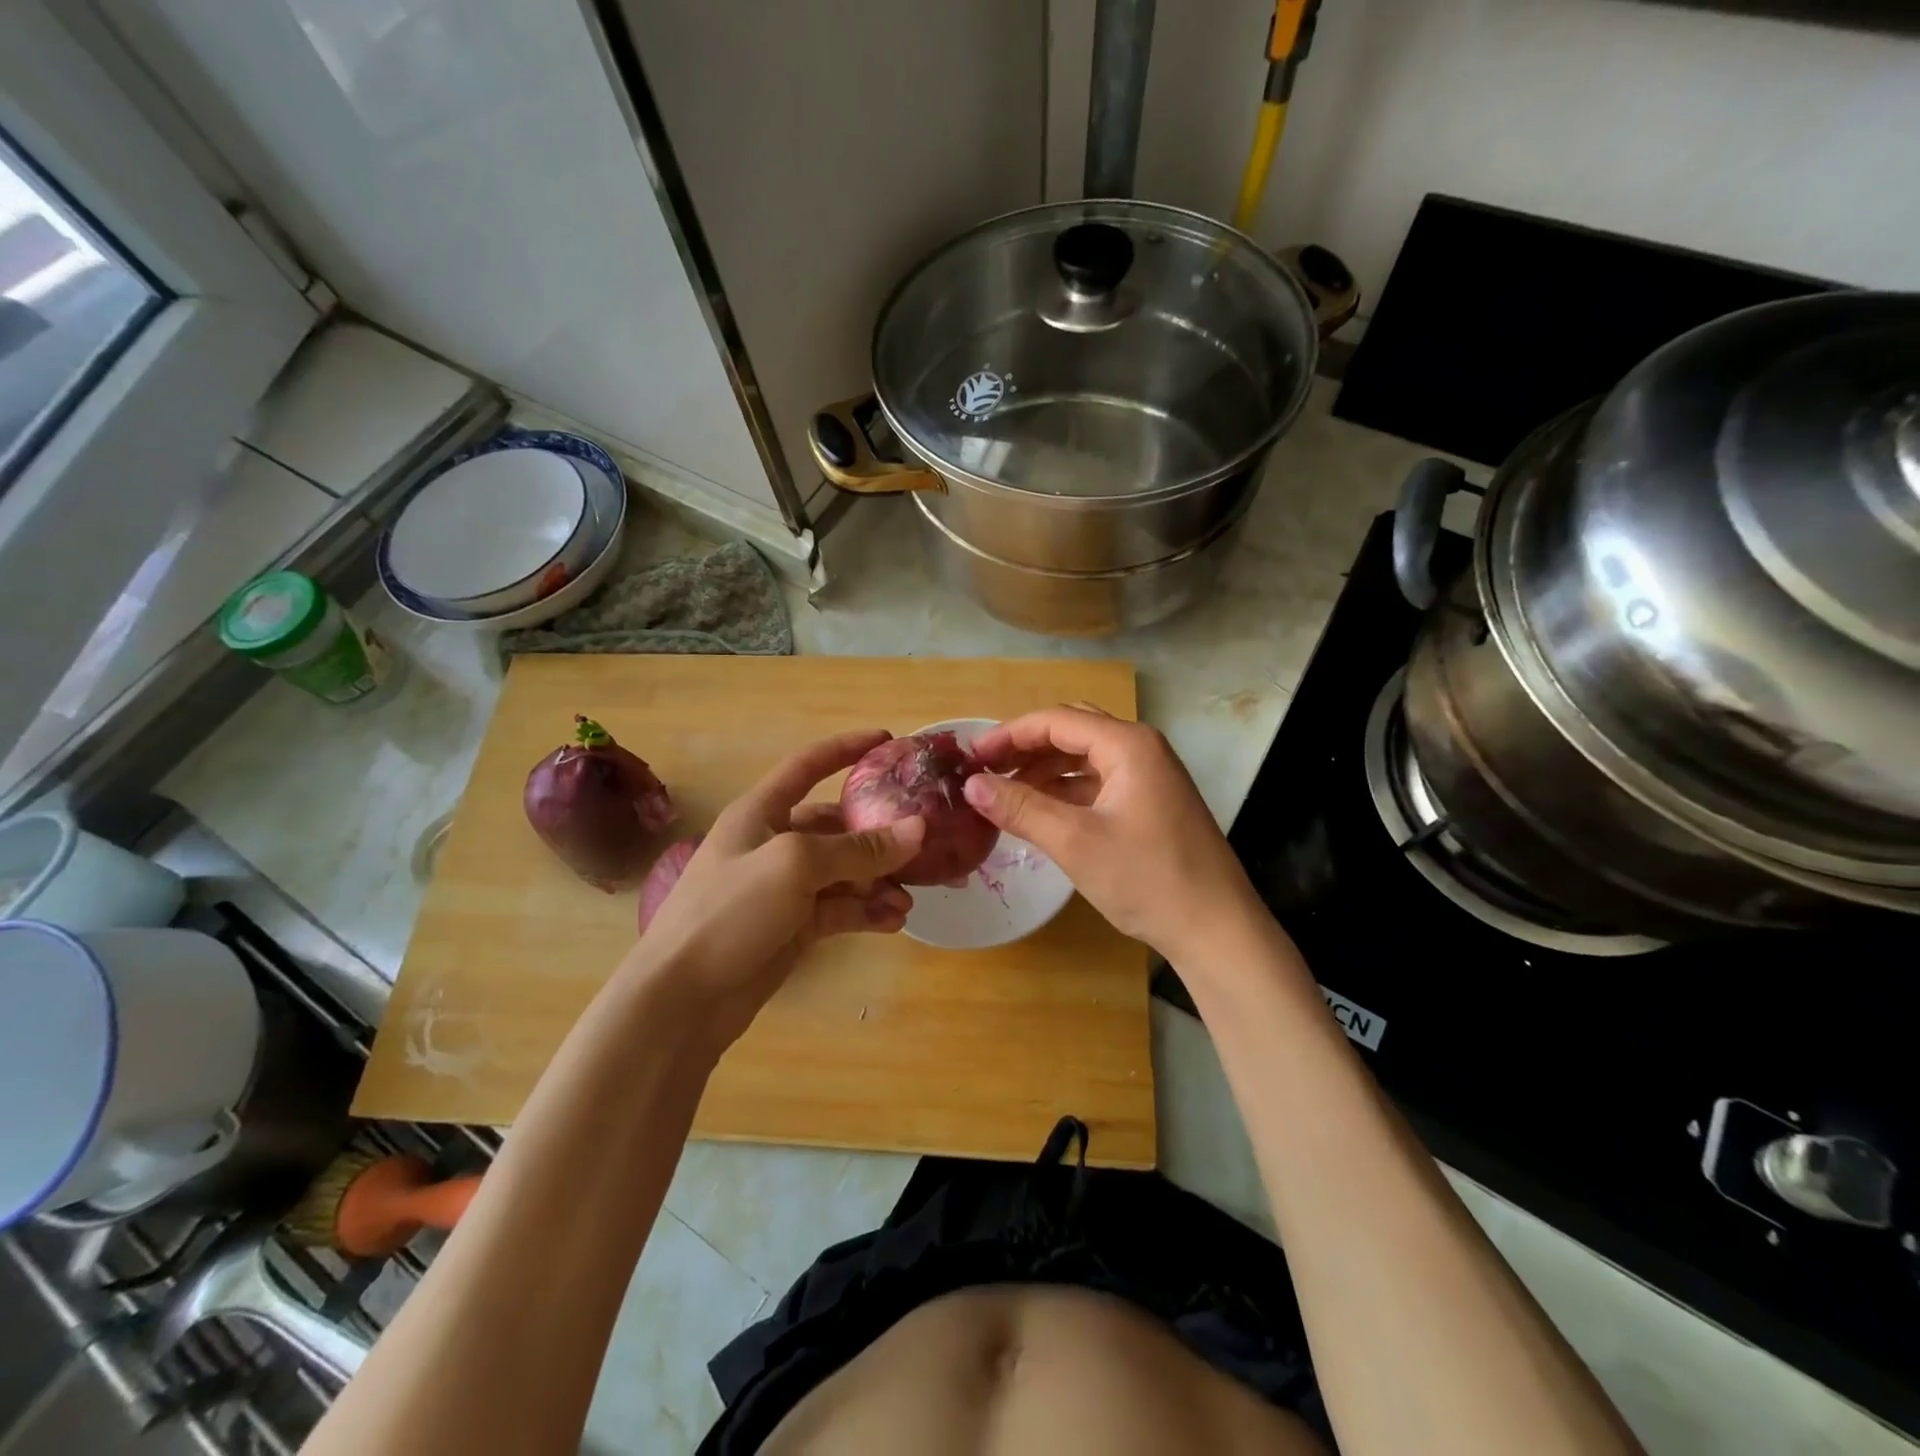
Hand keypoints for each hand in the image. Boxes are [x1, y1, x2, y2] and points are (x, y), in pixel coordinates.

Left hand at [625, 729, 923, 1048]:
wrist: (682, 999)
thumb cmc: (729, 912)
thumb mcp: (795, 866)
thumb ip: (858, 849)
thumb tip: (918, 829)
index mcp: (761, 812)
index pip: (807, 765)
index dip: (845, 749)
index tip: (888, 740)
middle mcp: (774, 844)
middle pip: (836, 827)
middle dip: (878, 835)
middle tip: (921, 845)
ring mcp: (784, 889)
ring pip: (844, 873)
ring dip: (878, 882)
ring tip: (908, 899)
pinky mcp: (793, 928)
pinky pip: (840, 910)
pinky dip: (867, 913)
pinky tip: (893, 922)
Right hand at [964, 706, 1259, 962]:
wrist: (1216, 930)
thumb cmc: (1147, 879)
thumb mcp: (1075, 842)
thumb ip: (1021, 808)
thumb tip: (970, 785)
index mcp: (1128, 744)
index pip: (1056, 720)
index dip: (1009, 735)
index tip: (971, 757)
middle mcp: (1141, 749)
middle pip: (1072, 732)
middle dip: (1026, 748)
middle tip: (986, 772)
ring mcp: (1150, 777)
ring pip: (1085, 759)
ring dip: (1044, 770)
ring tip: (1004, 793)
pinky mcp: (1151, 803)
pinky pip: (1099, 783)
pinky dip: (1066, 792)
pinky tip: (1040, 812)